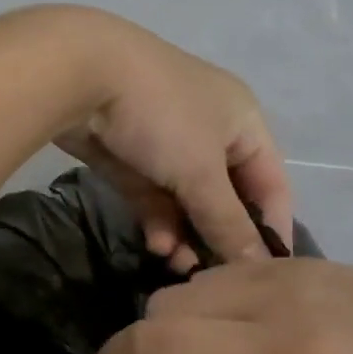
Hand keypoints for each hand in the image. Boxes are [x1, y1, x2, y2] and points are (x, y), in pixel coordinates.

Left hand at [54, 16, 290, 267]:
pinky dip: (158, 221)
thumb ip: (228, 221)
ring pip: (186, 201)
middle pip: (226, 197)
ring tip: (178, 268)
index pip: (272, 184)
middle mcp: (209, 130)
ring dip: (186, 235)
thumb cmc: (161, 116)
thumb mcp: (201, 171)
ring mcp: (166, 142)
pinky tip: (156, 246)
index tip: (265, 278)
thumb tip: (259, 266)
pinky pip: (153, 196)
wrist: (81, 74)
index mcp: (242, 121)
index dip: (271, 229)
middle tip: (212, 279)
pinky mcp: (129, 155)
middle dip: (219, 237)